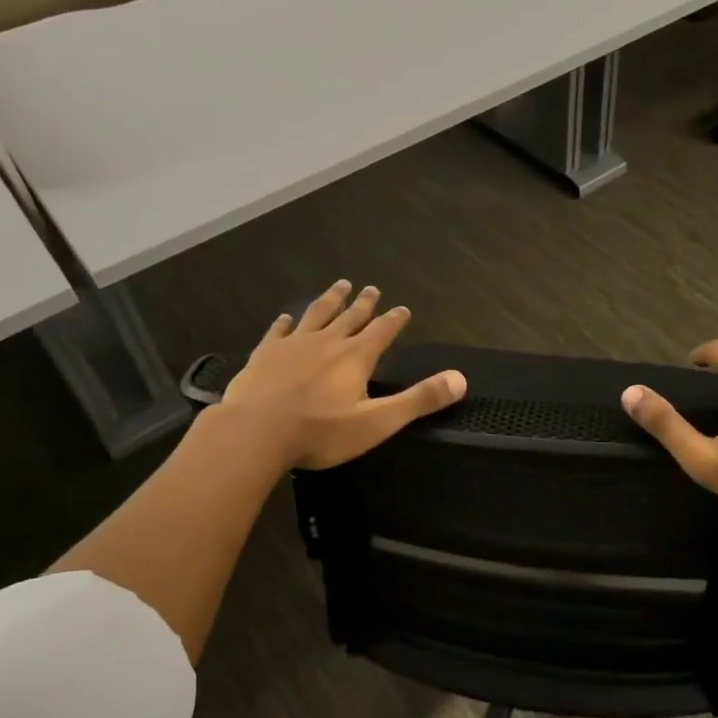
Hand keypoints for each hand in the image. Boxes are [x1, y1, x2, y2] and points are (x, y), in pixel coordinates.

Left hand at [220, 280, 464, 468]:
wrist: (256, 432)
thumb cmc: (320, 432)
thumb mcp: (377, 422)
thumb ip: (418, 399)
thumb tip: (461, 379)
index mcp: (355, 357)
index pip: (382, 332)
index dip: (394, 320)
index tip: (403, 308)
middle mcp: (327, 342)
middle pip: (350, 317)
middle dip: (364, 304)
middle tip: (371, 288)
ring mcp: (293, 345)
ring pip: (316, 314)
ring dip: (330, 300)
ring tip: (340, 285)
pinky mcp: (265, 354)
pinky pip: (279, 331)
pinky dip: (286, 322)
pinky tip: (287, 317)